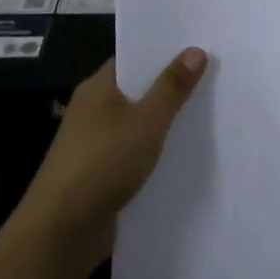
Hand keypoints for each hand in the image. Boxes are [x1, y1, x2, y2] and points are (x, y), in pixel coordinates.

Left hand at [8, 49, 206, 278]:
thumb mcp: (145, 122)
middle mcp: (94, 111)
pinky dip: (158, 151)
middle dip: (172, 86)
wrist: (62, 231)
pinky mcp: (103, 174)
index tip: (200, 46)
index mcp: (98, 88)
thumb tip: (195, 50)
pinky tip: (188, 154)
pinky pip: (137, 153)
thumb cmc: (102, 164)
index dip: (164, 51)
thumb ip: (171, 88)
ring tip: (212, 112)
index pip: (133, 58)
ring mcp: (97, 144)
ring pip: (139, 124)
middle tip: (217, 76)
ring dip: (167, 122)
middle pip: (139, 90)